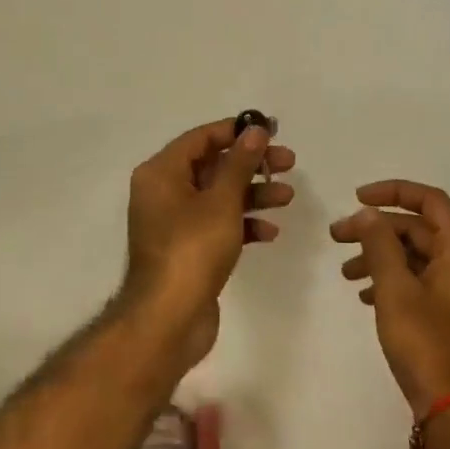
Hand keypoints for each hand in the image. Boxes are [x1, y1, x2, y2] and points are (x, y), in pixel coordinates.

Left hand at [123, 119, 296, 362]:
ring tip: (287, 199)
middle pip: (213, 166)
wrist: (168, 320)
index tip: (271, 131)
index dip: (236, 131)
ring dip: (253, 194)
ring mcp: (175, 223)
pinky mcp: (188, 249)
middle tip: (288, 163)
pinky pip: (218, 225)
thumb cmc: (192, 249)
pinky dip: (243, 224)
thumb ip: (240, 162)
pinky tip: (269, 233)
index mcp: (161, 173)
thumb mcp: (221, 200)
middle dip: (252, 165)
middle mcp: (163, 192)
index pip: (201, 138)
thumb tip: (256, 128)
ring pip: (219, 196)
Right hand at [331, 181, 449, 419]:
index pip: (430, 201)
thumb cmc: (429, 346)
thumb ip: (380, 245)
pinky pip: (420, 283)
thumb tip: (368, 214)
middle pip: (419, 229)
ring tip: (345, 273)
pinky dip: (392, 281)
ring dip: (381, 256)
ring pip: (417, 258)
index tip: (356, 198)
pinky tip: (364, 296)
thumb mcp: (396, 291)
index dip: (393, 192)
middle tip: (336, 237)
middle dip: (377, 229)